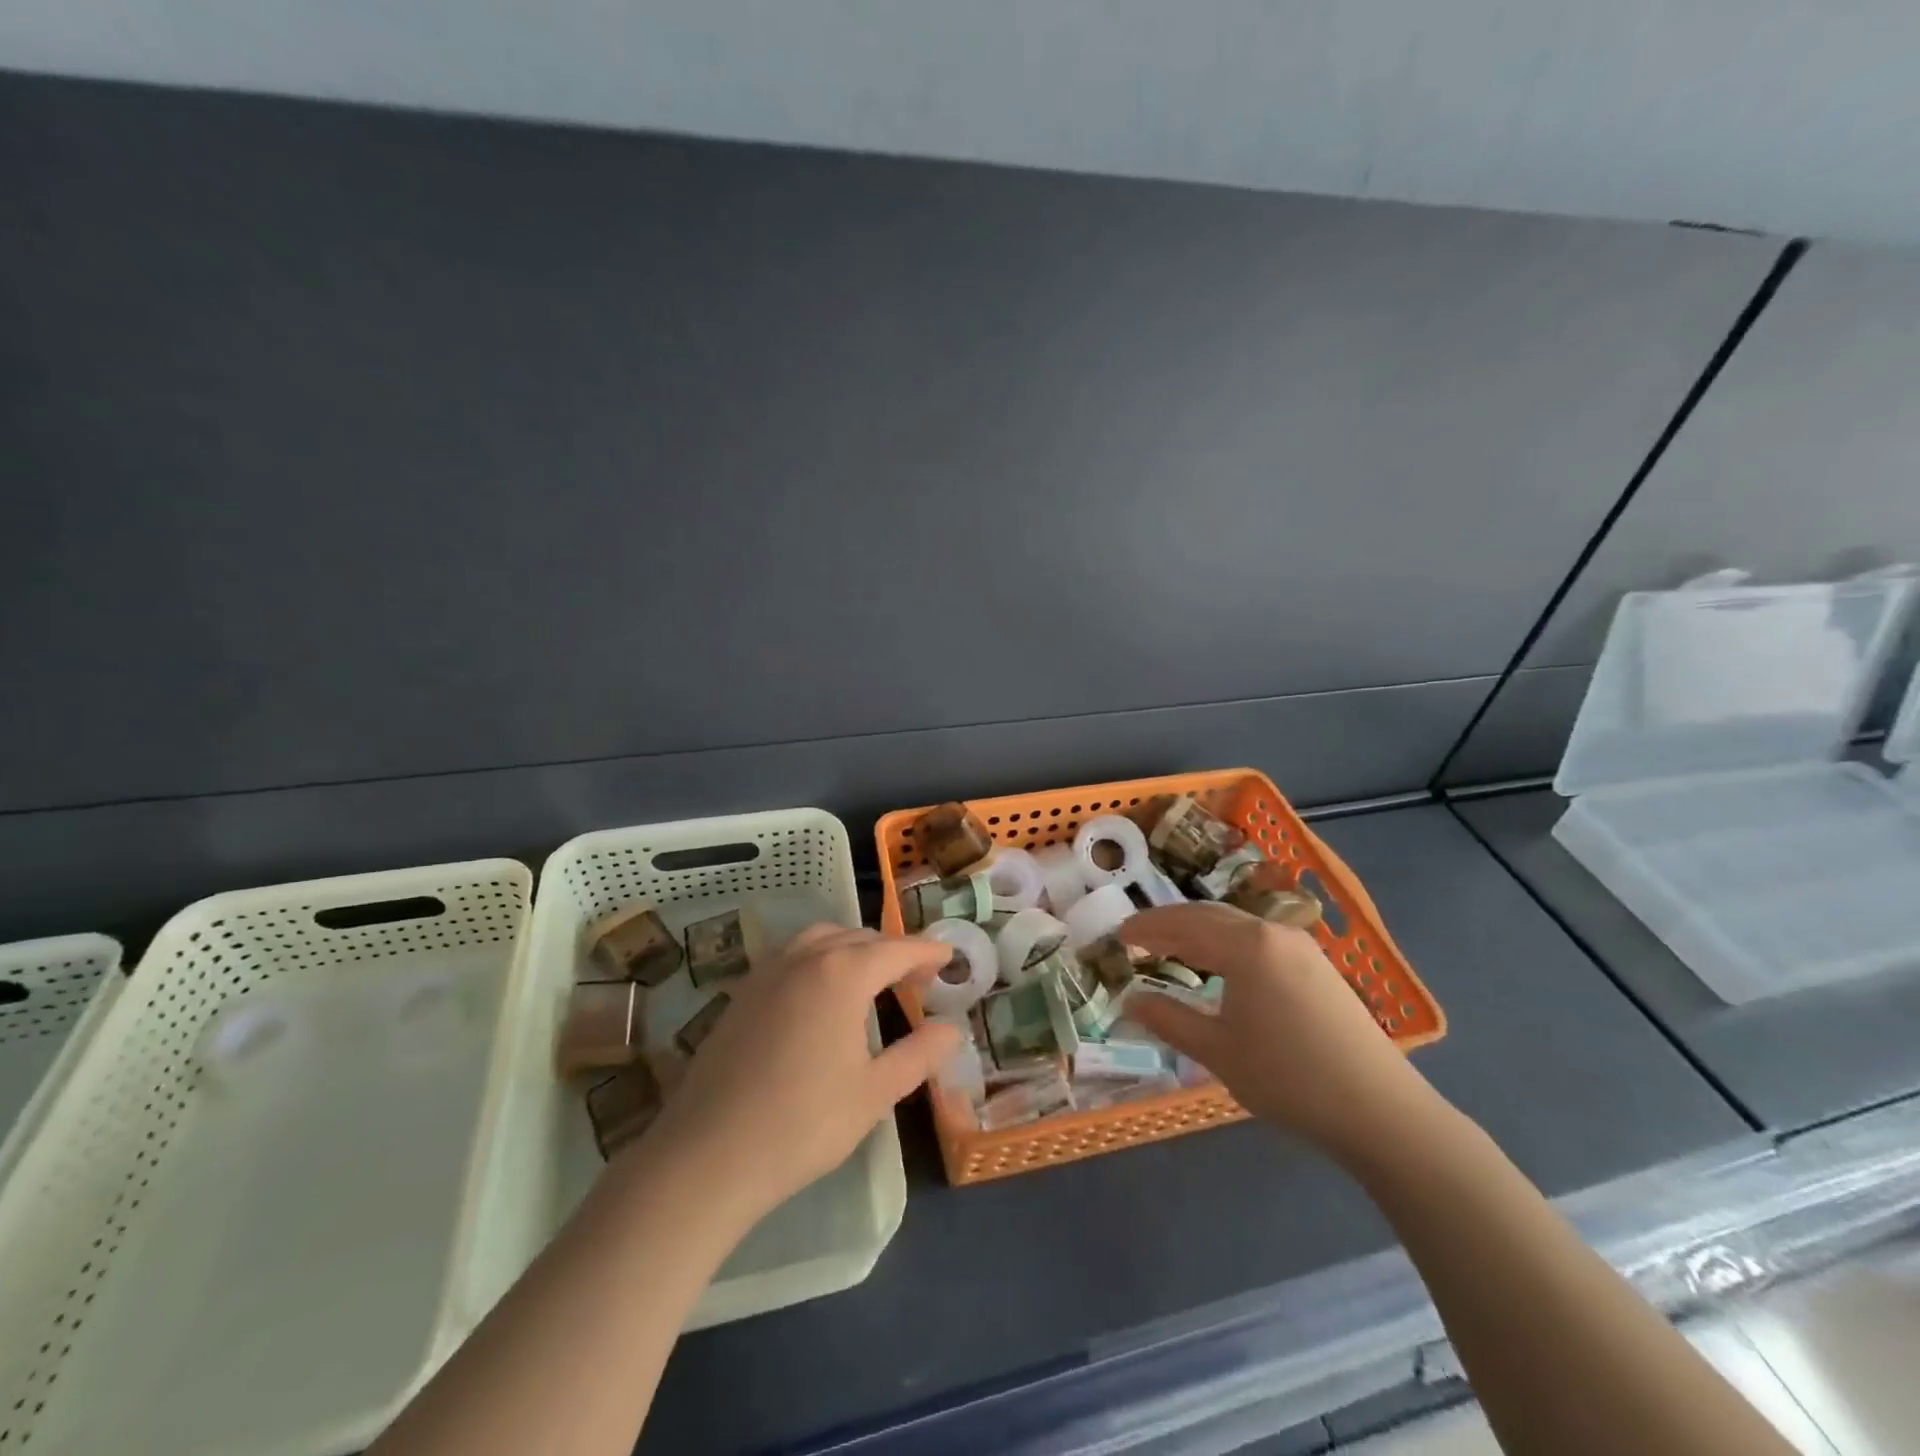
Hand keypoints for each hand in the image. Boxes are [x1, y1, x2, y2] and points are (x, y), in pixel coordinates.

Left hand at [631, 926, 960, 1226]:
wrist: (709, 1154)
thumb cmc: (803, 1123)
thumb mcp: (874, 1093)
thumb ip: (918, 1055)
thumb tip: (951, 1030)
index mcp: (843, 973)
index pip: (897, 950)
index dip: (926, 951)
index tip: (948, 956)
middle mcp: (805, 958)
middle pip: (859, 938)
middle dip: (892, 951)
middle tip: (916, 977)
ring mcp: (768, 972)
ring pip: (821, 939)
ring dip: (852, 948)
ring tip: (870, 978)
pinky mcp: (742, 993)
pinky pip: (791, 956)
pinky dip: (819, 958)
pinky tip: (820, 994)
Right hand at [1120, 903, 1440, 1161]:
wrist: (1380, 1111)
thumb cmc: (1289, 1078)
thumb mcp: (1218, 1052)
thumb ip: (1169, 1020)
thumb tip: (1130, 999)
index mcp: (1247, 946)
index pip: (1184, 924)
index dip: (1147, 928)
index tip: (1117, 935)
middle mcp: (1273, 933)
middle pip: (1209, 916)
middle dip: (1170, 924)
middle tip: (1137, 937)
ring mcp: (1301, 948)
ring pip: (1236, 926)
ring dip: (1199, 932)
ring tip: (1170, 948)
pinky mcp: (1318, 967)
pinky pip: (1258, 940)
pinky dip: (1226, 944)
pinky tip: (1218, 966)